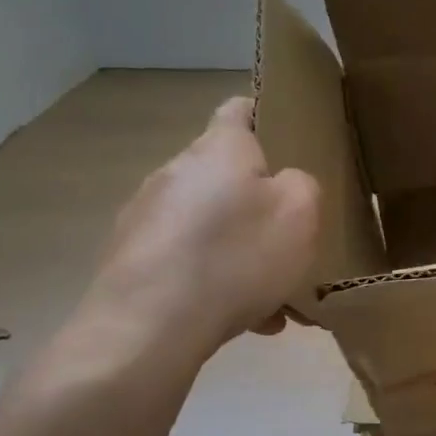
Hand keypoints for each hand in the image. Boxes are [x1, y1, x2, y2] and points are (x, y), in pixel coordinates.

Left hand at [75, 96, 319, 368]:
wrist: (148, 327)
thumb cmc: (235, 256)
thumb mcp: (301, 214)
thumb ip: (304, 186)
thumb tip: (285, 185)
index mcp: (219, 149)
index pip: (239, 109)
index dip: (265, 115)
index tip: (292, 137)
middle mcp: (176, 173)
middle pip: (227, 176)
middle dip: (260, 203)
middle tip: (294, 236)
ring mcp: (147, 218)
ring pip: (211, 226)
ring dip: (242, 250)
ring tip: (276, 294)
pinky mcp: (132, 260)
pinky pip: (190, 263)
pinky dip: (219, 282)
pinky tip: (248, 320)